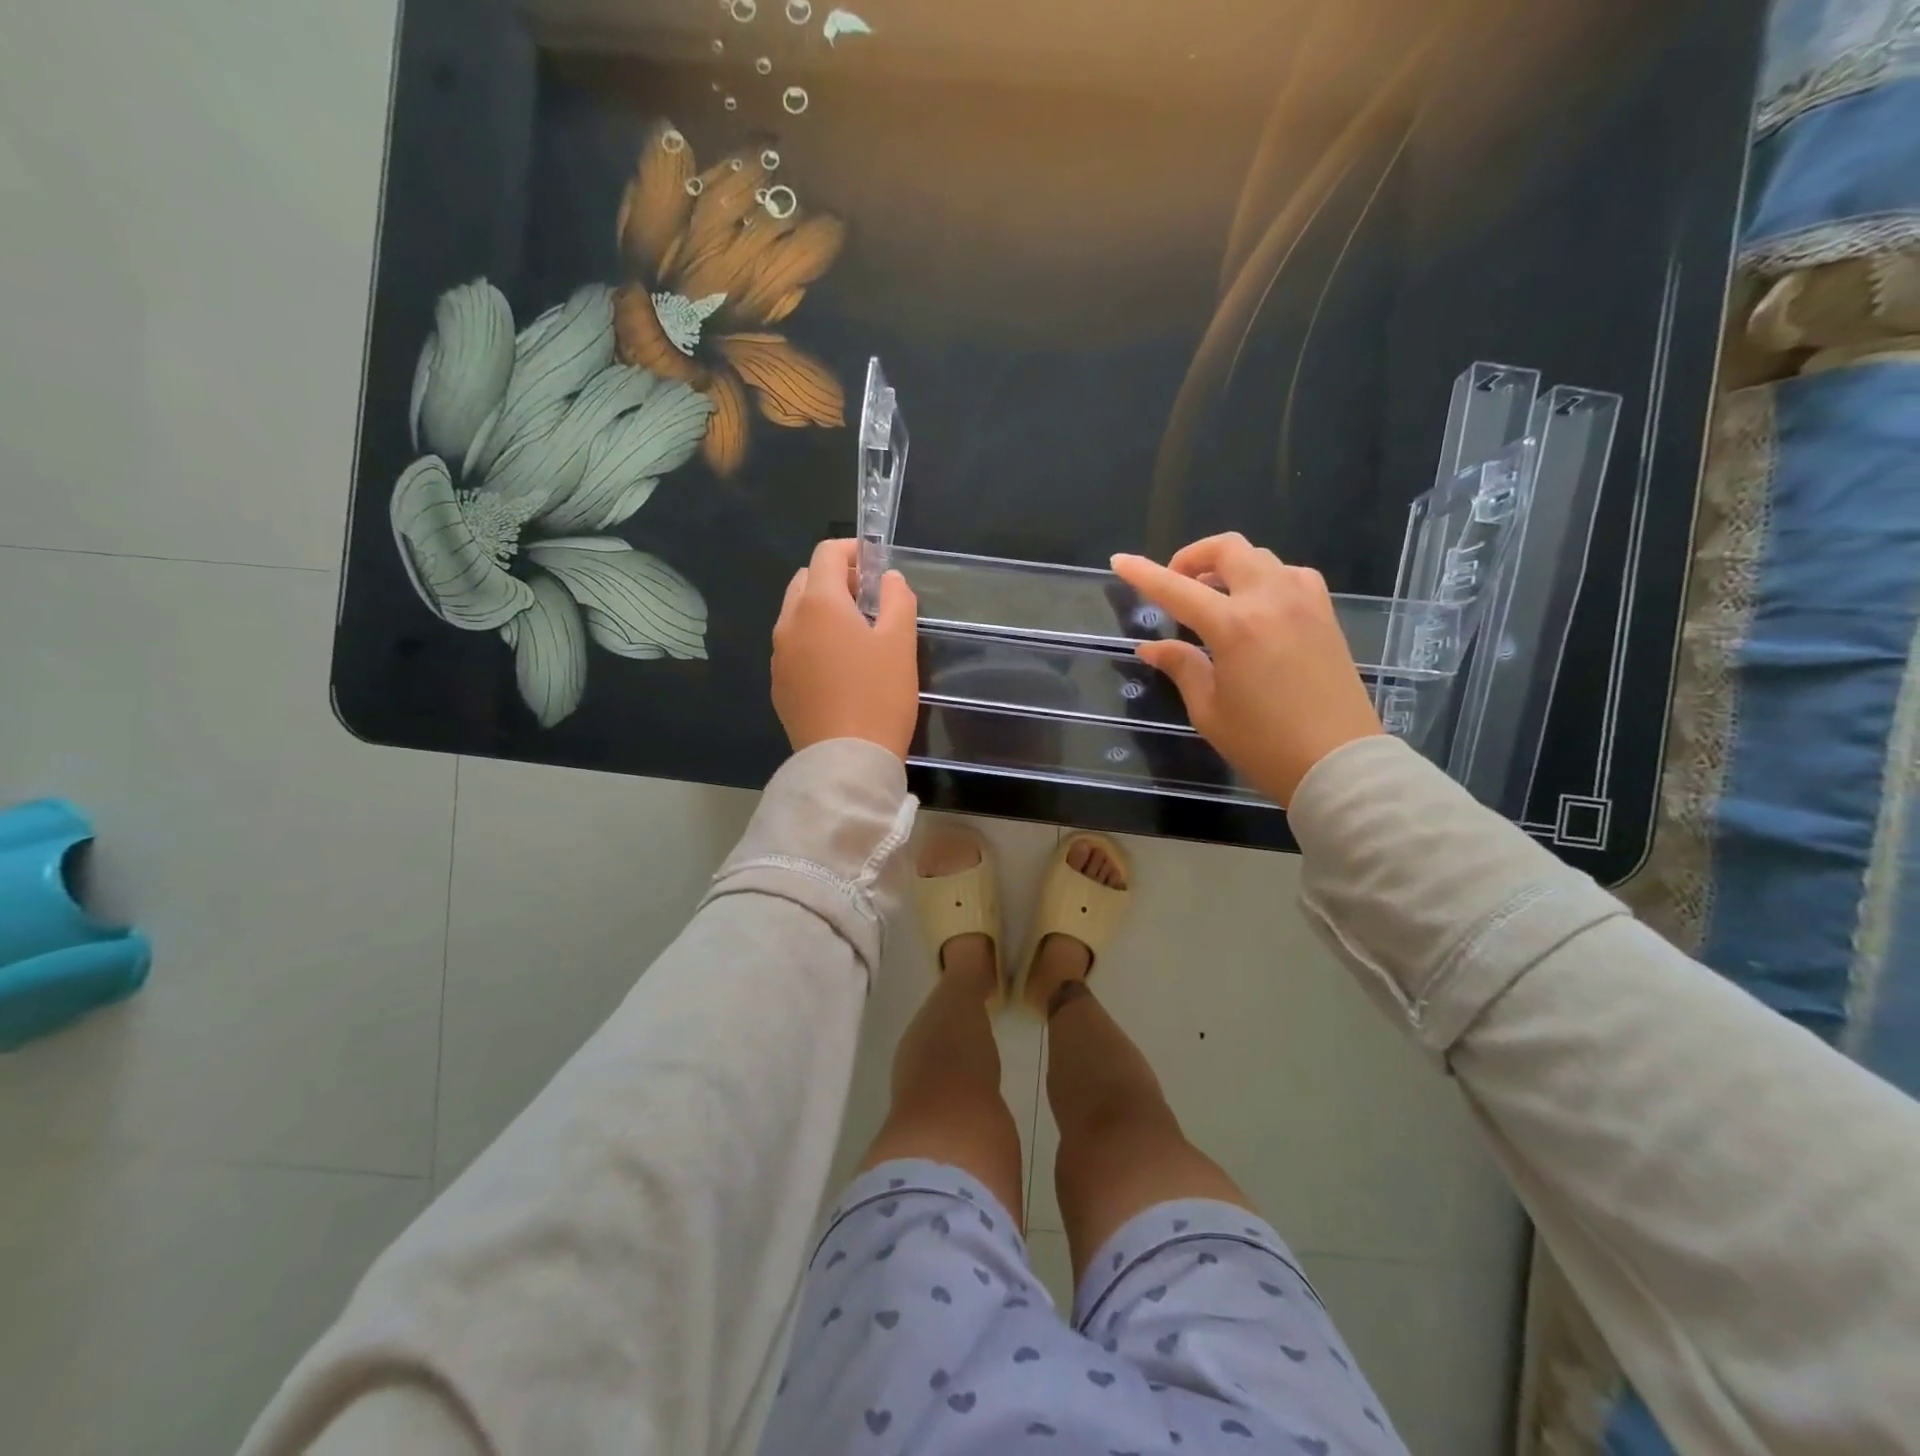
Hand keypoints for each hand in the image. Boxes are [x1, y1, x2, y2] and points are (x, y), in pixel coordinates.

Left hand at [771, 538, 919, 759]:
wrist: (846, 760)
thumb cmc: (880, 695)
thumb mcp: (901, 643)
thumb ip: (897, 600)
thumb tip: (888, 579)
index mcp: (818, 603)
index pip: (826, 554)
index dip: (852, 551)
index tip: (875, 566)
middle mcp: (789, 622)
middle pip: (805, 581)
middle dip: (835, 580)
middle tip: (868, 601)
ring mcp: (778, 655)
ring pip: (796, 615)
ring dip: (821, 611)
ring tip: (855, 636)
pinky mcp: (778, 685)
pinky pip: (793, 647)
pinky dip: (812, 641)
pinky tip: (837, 668)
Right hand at [1111, 535, 1383, 806]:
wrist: (1340, 764)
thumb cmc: (1265, 745)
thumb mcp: (1209, 711)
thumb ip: (1182, 668)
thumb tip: (1152, 647)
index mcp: (1234, 626)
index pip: (1176, 589)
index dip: (1144, 574)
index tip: (1120, 561)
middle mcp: (1271, 601)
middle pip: (1228, 549)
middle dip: (1193, 556)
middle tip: (1176, 583)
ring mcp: (1305, 604)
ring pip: (1261, 557)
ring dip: (1229, 565)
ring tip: (1213, 595)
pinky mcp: (1326, 616)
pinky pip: (1291, 576)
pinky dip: (1266, 578)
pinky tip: (1257, 606)